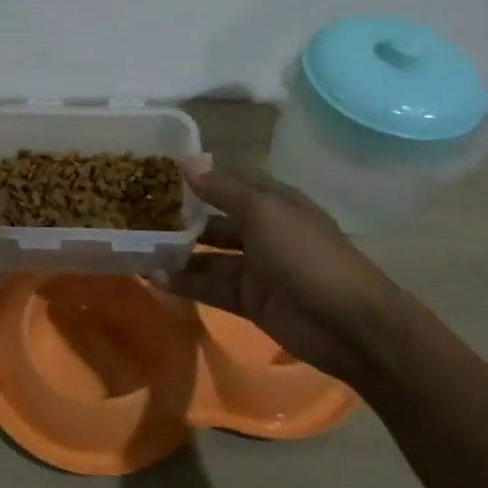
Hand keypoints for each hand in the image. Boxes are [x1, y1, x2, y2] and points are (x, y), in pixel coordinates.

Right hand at [157, 166, 412, 385]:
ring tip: (137, 245)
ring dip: (178, 251)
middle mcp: (263, 230)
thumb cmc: (307, 256)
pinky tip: (153, 277)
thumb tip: (187, 161)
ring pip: (208, 255)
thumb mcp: (264, 213)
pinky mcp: (249, 300)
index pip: (230, 179)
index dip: (199, 174)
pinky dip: (184, 282)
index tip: (158, 169)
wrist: (350, 325)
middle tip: (137, 210)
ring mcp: (256, 267)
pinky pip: (210, 286)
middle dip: (182, 215)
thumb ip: (223, 190)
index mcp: (273, 201)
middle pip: (215, 218)